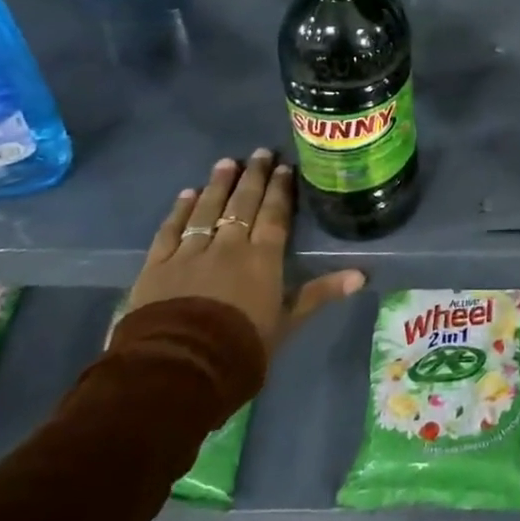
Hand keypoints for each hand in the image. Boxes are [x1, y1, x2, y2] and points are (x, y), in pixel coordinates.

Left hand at [128, 151, 363, 354]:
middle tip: (260, 153)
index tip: (284, 167)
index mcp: (262, 258)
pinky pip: (171, 230)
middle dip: (253, 176)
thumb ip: (320, 293)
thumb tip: (361, 275)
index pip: (274, 214)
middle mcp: (228, 246)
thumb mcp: (287, 323)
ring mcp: (190, 252)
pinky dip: (180, 210)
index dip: (280, 190)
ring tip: (226, 162)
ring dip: (218, 184)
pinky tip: (187, 195)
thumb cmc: (241, 347)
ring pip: (207, 209)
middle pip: (243, 204)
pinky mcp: (157, 265)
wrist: (179, 367)